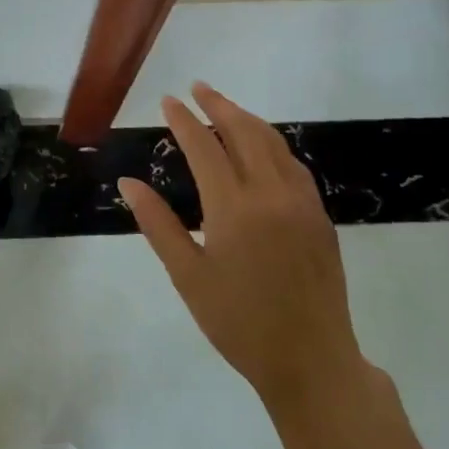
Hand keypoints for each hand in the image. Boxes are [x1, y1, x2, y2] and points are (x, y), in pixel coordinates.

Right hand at [119, 83, 362, 412]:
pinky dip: (272, 144)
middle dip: (218, 105)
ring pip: (274, 143)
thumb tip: (128, 183)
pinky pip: (293, 164)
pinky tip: (261, 147)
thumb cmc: (238, 323)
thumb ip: (158, 224)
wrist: (311, 360)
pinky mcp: (319, 216)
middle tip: (197, 87)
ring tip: (224, 107)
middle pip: (244, 132)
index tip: (168, 101)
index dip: (183, 121)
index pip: (204, 148)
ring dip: (247, 119)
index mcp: (234, 208)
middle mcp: (271, 194)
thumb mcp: (188, 276)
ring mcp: (302, 202)